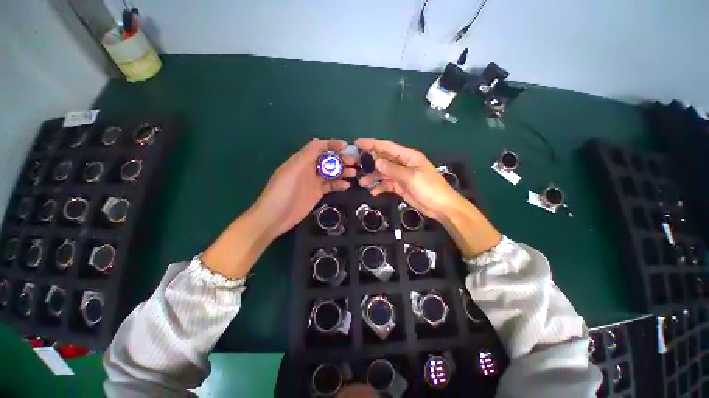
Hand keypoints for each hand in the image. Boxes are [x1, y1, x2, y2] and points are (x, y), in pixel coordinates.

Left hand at [252, 139, 356, 238]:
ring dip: (343, 171)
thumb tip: (319, 141)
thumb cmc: (282, 191)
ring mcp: (314, 182)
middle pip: (328, 159)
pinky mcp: (318, 193)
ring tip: (354, 173)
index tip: (346, 146)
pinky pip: (331, 186)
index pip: (319, 147)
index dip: (332, 144)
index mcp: (301, 160)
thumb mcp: (293, 170)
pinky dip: (339, 185)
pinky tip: (346, 186)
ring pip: (331, 173)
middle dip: (341, 158)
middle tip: (354, 162)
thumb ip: (306, 155)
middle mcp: (309, 168)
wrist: (275, 217)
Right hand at [355, 138, 460, 220]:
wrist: (440, 207)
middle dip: (370, 161)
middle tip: (355, 164)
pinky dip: (380, 187)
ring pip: (383, 173)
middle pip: (383, 159)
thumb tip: (376, 161)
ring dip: (373, 177)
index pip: (387, 147)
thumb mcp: (411, 177)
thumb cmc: (429, 188)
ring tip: (362, 183)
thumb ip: (393, 169)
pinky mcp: (400, 186)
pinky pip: (387, 184)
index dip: (372, 144)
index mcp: (408, 156)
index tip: (358, 143)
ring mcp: (401, 176)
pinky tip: (373, 192)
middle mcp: (403, 164)